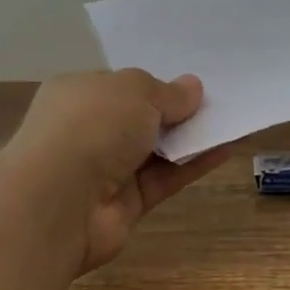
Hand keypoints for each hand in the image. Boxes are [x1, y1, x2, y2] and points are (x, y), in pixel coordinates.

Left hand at [0, 69, 228, 275]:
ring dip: (191, 139)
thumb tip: (193, 88)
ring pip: (155, 151)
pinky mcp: (125, 205)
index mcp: (78, 94)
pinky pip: (165, 179)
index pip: (120, 87)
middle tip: (218, 102)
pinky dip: (194, 165)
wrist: (57, 203)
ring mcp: (105, 170)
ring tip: (231, 122)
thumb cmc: (91, 127)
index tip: (191, 85)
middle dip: (175, 112)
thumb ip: (167, 92)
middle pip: (139, 119)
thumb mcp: (134, 91)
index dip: (154, 85)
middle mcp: (88, 130)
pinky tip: (226, 149)